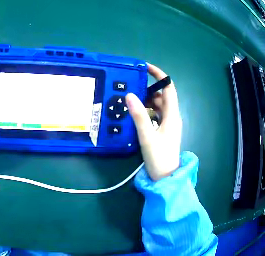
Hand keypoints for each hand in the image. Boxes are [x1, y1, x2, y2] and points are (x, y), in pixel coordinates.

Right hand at [126, 64, 181, 180]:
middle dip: (149, 88)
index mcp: (172, 114)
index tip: (145, 67)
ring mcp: (169, 123)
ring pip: (160, 104)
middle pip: (163, 95)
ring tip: (133, 100)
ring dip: (148, 100)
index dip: (159, 75)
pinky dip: (149, 110)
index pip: (168, 88)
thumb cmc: (159, 158)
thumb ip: (139, 116)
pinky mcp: (165, 130)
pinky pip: (158, 113)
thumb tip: (129, 95)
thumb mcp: (147, 137)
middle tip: (133, 88)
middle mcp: (172, 116)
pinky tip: (139, 114)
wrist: (165, 178)